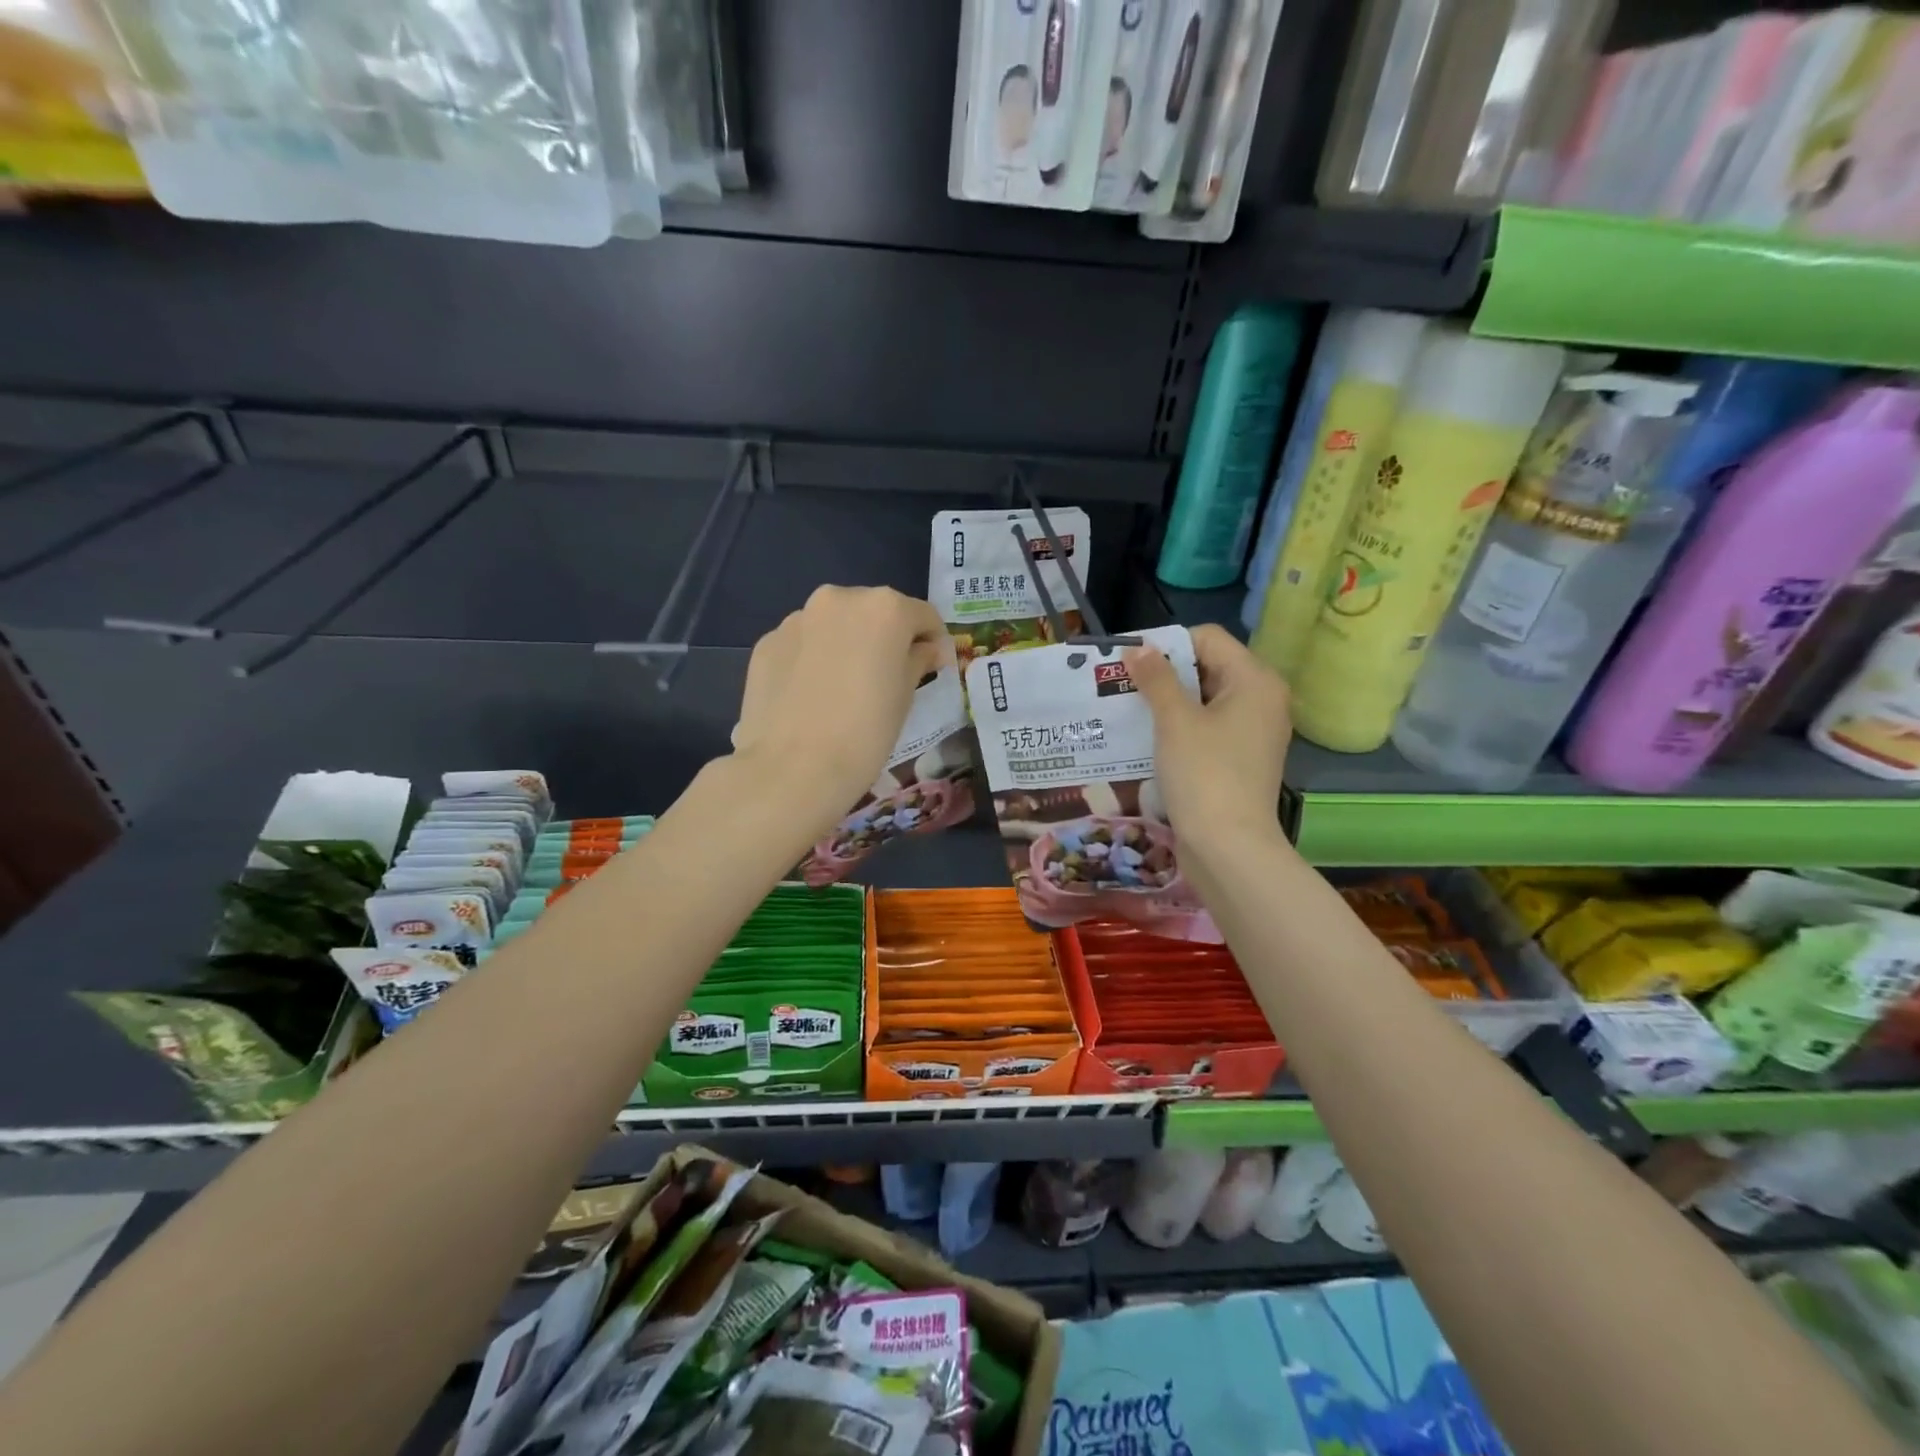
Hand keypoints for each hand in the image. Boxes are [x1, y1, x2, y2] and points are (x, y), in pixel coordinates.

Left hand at [732, 586, 947, 835]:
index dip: (933, 641)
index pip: (923, 615)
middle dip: (885, 638)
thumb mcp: (905, 696)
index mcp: (884, 608)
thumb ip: (918, 660)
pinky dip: (813, 659)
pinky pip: (802, 644)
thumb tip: (925, 649)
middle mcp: (839, 599)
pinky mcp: (767, 642)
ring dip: (846, 645)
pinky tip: (812, 696)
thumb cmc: (866, 731)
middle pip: (874, 612)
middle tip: (887, 677)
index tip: (934, 668)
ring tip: (844, 688)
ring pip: (834, 625)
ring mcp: (797, 619)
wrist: (794, 768)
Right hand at [1124, 624, 1291, 849]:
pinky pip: (1207, 727)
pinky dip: (1179, 727)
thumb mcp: (1175, 721)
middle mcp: (1261, 699)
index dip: (1166, 644)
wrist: (1229, 848)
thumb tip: (1138, 647)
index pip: (1207, 638)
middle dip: (1164, 674)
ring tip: (1128, 710)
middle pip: (1207, 666)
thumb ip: (1156, 678)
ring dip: (1167, 702)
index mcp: (1255, 680)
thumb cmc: (1204, 775)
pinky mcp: (1240, 758)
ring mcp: (1253, 731)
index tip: (1129, 663)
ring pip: (1204, 699)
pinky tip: (1147, 738)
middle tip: (1122, 685)